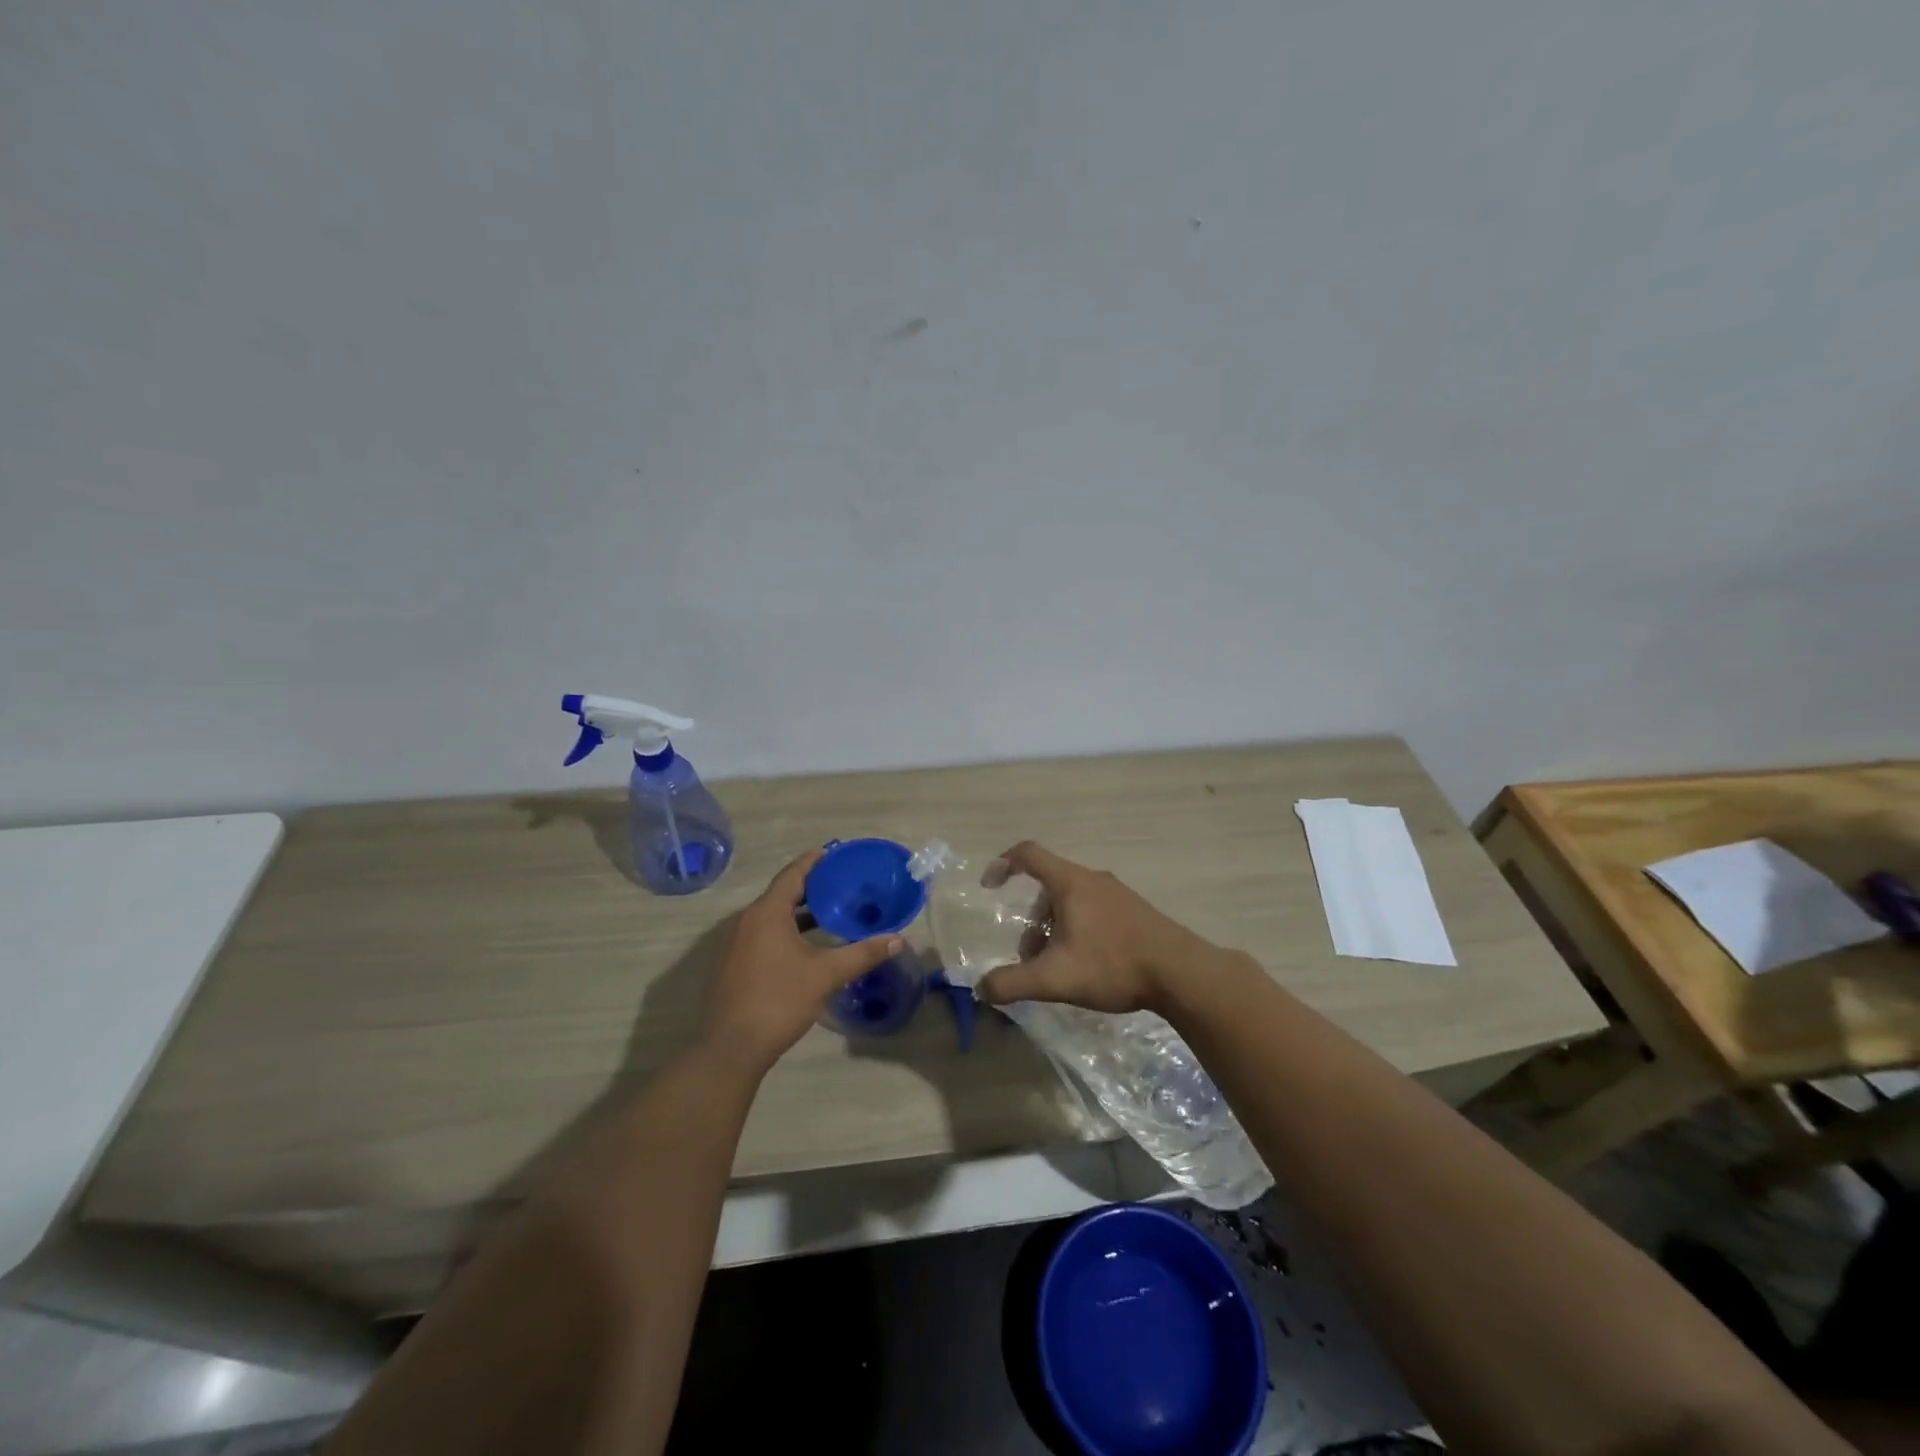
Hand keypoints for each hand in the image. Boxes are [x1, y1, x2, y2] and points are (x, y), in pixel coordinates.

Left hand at [701, 849, 904, 1073]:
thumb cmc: (780, 1000)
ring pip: (771, 917)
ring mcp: (735, 944)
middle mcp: (747, 921)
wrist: (732, 1048)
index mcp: (767, 913)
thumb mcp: (827, 974)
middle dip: (810, 888)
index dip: (813, 862)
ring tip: (828, 914)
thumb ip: (863, 953)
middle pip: (781, 894)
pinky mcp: (732, 966)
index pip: (792, 874)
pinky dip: (784, 931)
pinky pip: (762, 935)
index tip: (833, 853)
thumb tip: (898, 939)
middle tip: (839, 885)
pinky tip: (804, 947)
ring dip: (797, 913)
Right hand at [974, 842, 1213, 1014]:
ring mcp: (1117, 894)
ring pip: (1072, 901)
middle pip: (1048, 886)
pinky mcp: (1135, 911)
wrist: (1181, 973)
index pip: (1028, 854)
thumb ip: (1013, 983)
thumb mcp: (1055, 979)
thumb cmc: (1113, 965)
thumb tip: (982, 988)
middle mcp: (1093, 879)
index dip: (1003, 864)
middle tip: (1030, 956)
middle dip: (1031, 919)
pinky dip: (1078, 929)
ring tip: (1058, 966)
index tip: (989, 886)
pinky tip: (1088, 965)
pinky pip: (1094, 911)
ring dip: (1054, 927)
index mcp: (1070, 883)